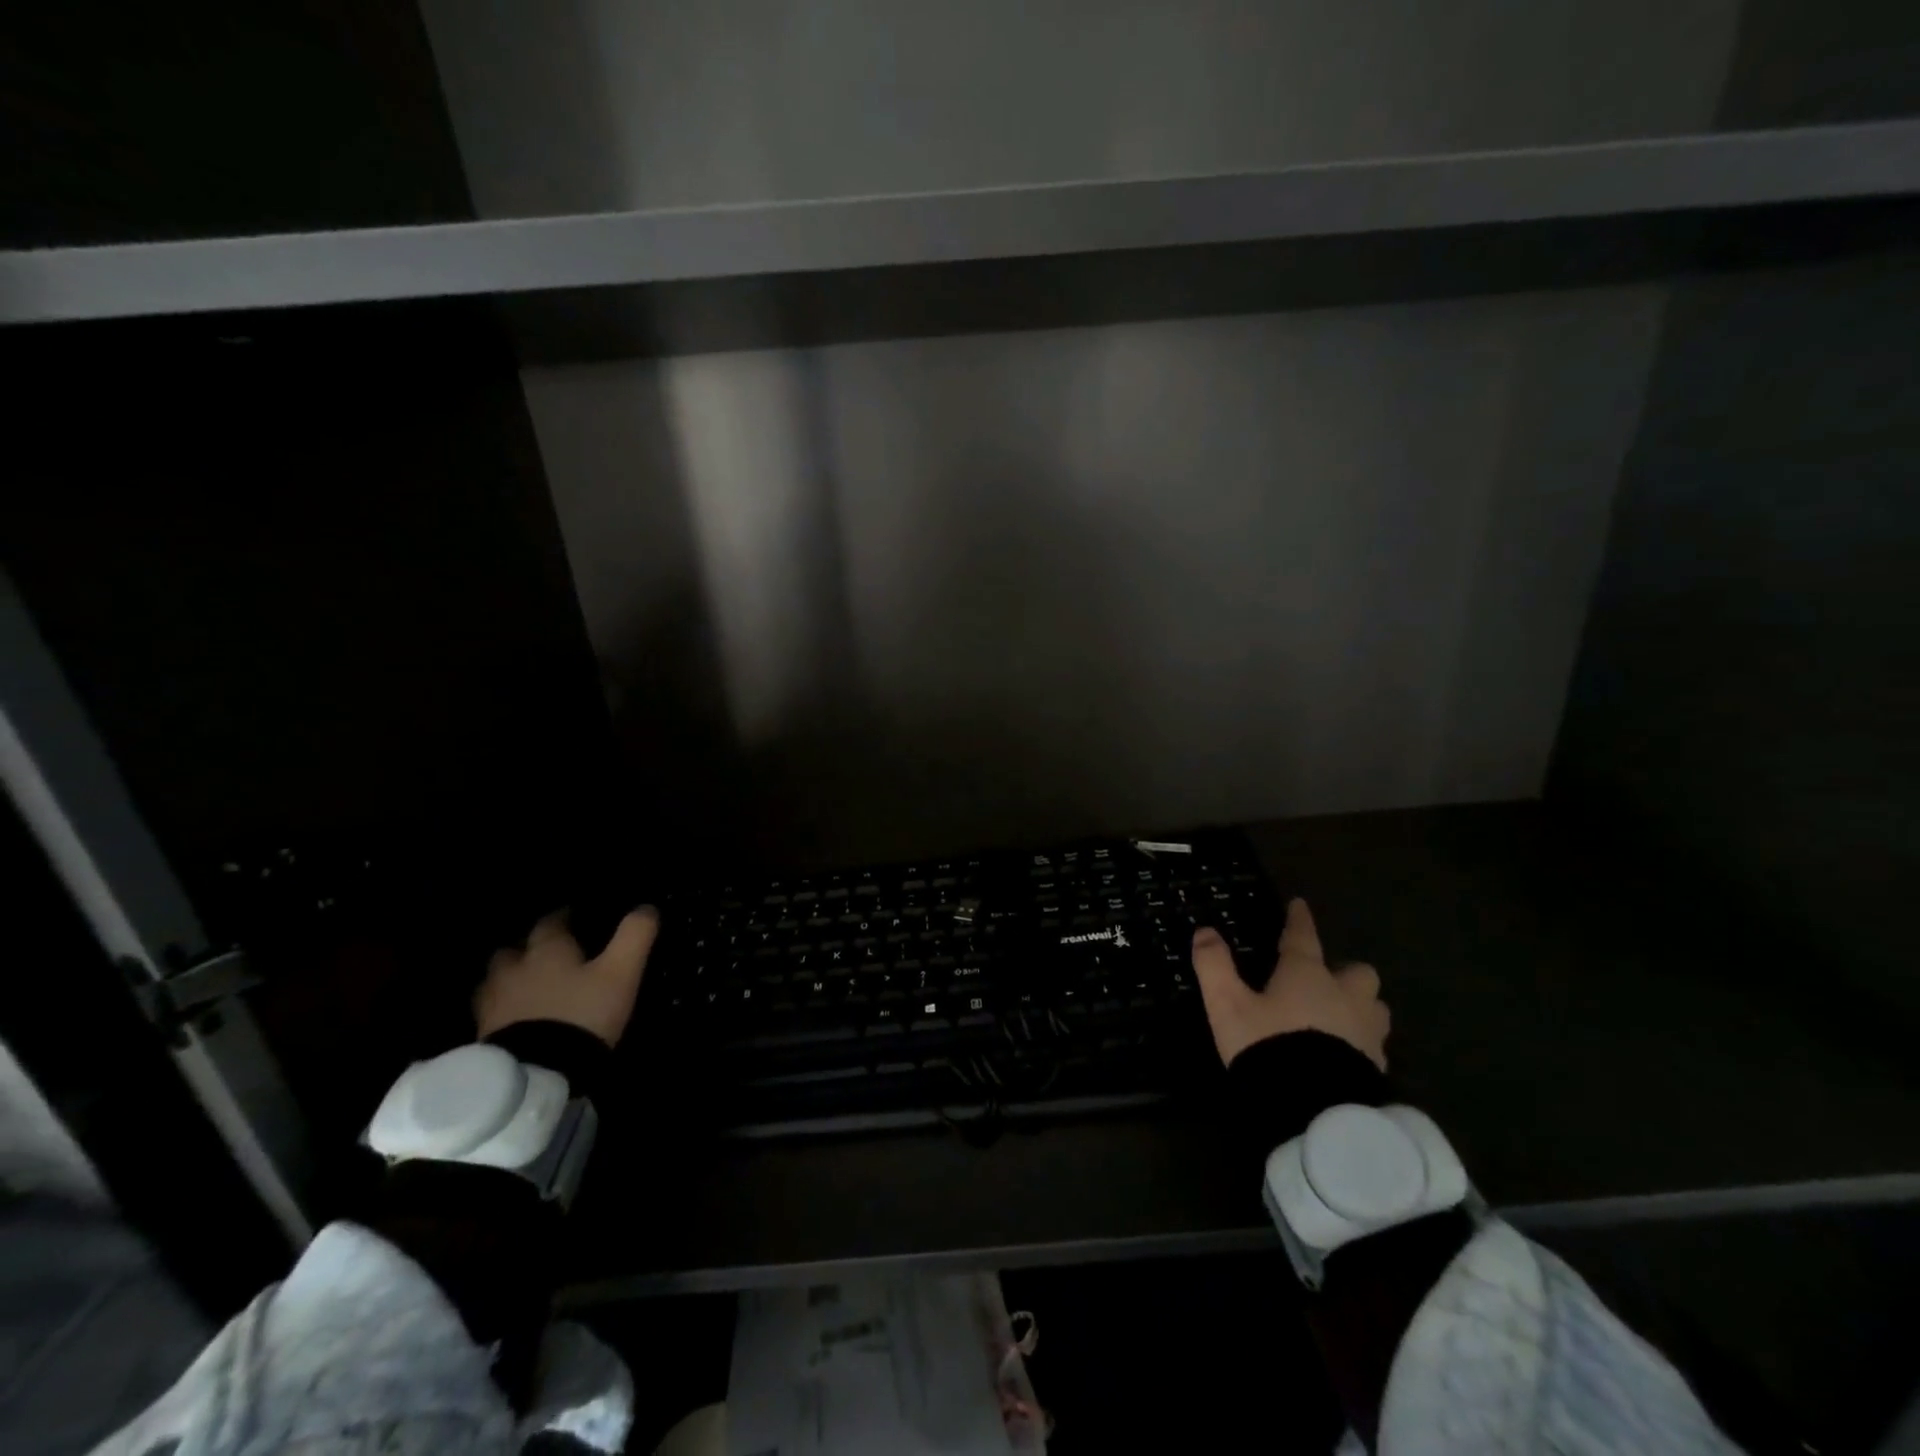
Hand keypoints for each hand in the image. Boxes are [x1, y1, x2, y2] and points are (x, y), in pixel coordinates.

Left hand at [474, 907, 658, 1047]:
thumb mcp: (621, 973)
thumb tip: (647, 907)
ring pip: (494, 980)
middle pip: (513, 950)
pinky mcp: (483, 1037)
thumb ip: (634, 936)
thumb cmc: (582, 1014)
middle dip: (527, 948)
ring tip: (526, 988)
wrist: (536, 1075)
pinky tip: (515, 1019)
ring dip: (508, 979)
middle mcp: (513, 970)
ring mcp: (493, 1005)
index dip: (563, 917)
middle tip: (546, 955)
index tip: (574, 917)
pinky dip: (501, 1010)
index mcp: (547, 950)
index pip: (551, 922)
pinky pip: (489, 1013)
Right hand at [1191, 899, 1389, 1070]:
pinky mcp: (1377, 1068)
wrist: (1315, 1111)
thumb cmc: (1269, 1047)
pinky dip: (1361, 1042)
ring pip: (1374, 1007)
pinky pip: (1374, 1044)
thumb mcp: (1228, 1005)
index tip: (1299, 905)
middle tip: (1325, 980)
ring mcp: (1366, 1033)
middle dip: (1345, 972)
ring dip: (1360, 1006)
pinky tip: (1344, 1054)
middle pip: (1358, 973)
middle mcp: (1344, 996)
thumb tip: (1205, 931)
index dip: (1299, 920)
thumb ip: (1214, 966)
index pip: (1303, 937)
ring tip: (1340, 1016)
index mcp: (1307, 975)